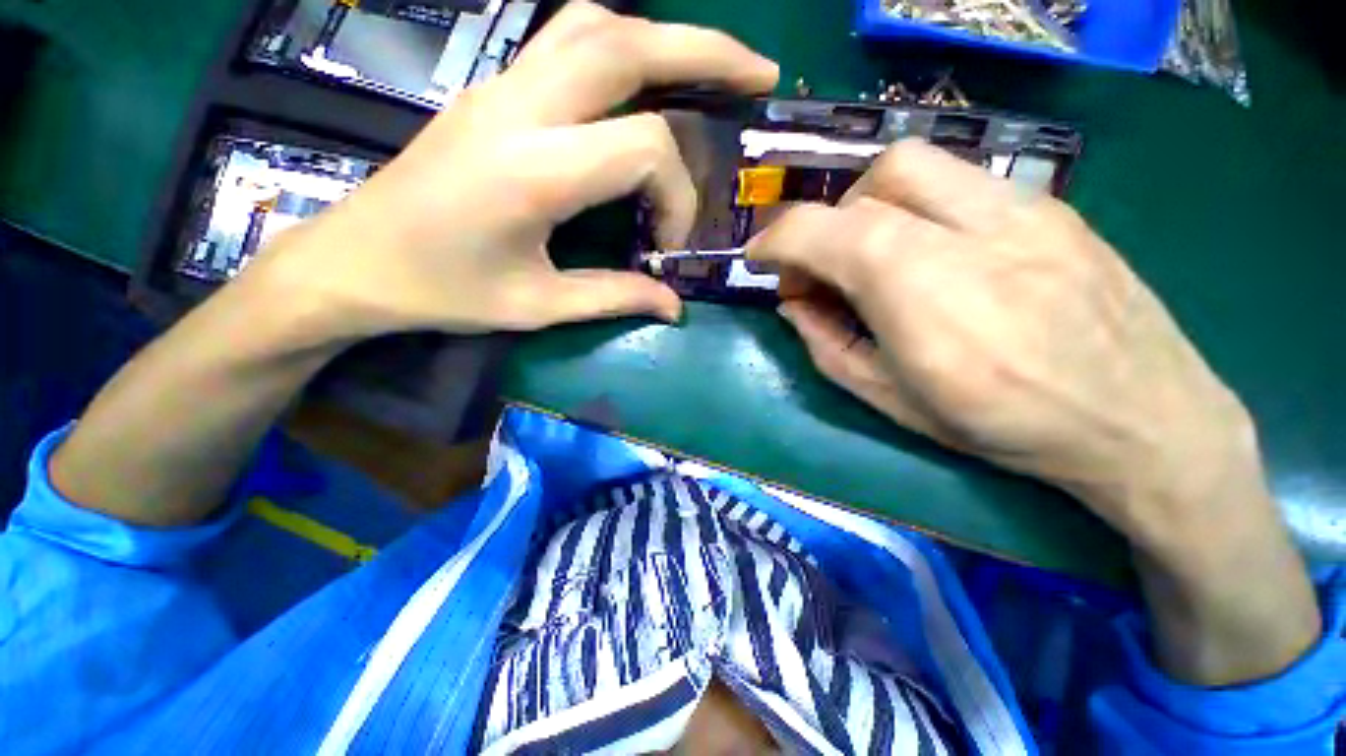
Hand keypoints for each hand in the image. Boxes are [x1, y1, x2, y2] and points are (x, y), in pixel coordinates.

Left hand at [250, 0, 777, 339]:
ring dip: (663, 37)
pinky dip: (619, 45)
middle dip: (708, 52)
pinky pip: (566, 38)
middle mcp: (520, 108)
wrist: (354, 260)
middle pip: (629, 42)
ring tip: (707, 70)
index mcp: (533, 170)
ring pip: (596, 22)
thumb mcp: (538, 307)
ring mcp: (501, 87)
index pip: (644, 148)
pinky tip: (640, 78)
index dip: (677, 197)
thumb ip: (615, 297)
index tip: (667, 246)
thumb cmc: (443, 291)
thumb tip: (674, 307)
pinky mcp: (492, 90)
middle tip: (760, 74)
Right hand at [749, 139, 1319, 684]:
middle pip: (875, 180)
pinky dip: (920, 208)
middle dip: (830, 219)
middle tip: (827, 266)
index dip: (775, 240)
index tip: (758, 260)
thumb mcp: (892, 401)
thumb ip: (827, 346)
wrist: (1146, 421)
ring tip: (875, 255)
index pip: (824, 231)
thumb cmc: (1006, 426)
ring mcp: (1022, 208)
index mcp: (920, 292)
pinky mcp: (1052, 207)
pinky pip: (962, 182)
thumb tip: (792, 306)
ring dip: (872, 205)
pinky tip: (933, 253)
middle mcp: (970, 232)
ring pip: (919, 165)